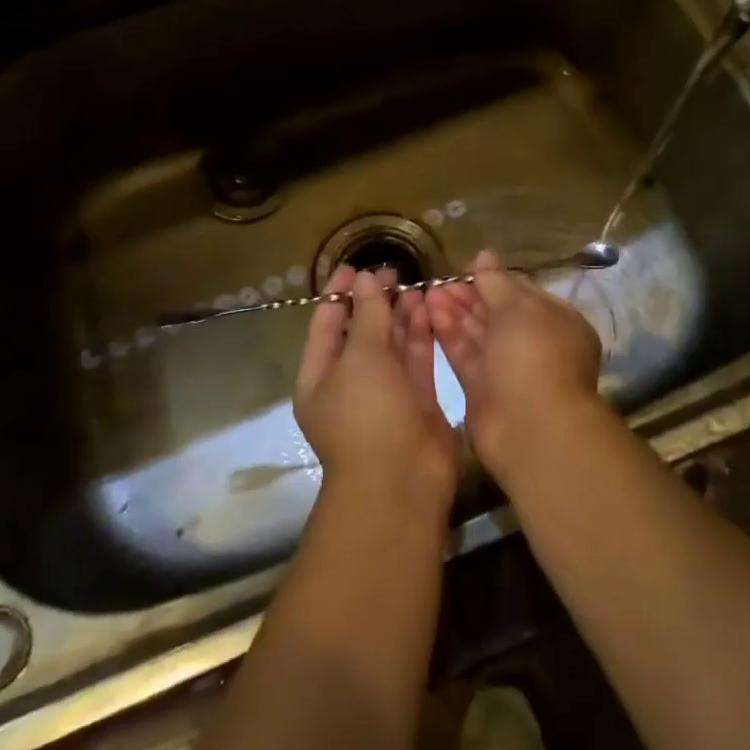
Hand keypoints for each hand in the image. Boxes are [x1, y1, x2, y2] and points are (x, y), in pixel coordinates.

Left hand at [295, 266, 458, 522]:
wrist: (401, 481)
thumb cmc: (367, 415)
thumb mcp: (360, 358)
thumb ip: (366, 315)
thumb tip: (366, 279)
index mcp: (319, 377)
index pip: (325, 325)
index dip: (338, 294)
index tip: (355, 267)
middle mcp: (350, 384)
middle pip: (361, 333)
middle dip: (375, 302)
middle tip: (394, 272)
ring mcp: (385, 394)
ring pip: (392, 345)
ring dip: (401, 315)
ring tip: (415, 285)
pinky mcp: (417, 402)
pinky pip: (416, 360)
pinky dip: (421, 335)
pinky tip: (430, 309)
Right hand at [426, 250, 602, 484]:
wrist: (531, 428)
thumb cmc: (534, 355)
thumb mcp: (518, 307)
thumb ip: (496, 281)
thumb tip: (484, 256)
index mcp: (557, 322)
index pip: (522, 293)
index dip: (494, 279)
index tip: (465, 267)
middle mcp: (535, 345)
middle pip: (498, 314)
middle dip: (469, 296)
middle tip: (439, 281)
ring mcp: (509, 370)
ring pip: (479, 335)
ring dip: (454, 312)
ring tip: (427, 292)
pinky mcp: (483, 391)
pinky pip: (466, 356)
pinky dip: (449, 335)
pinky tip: (429, 313)